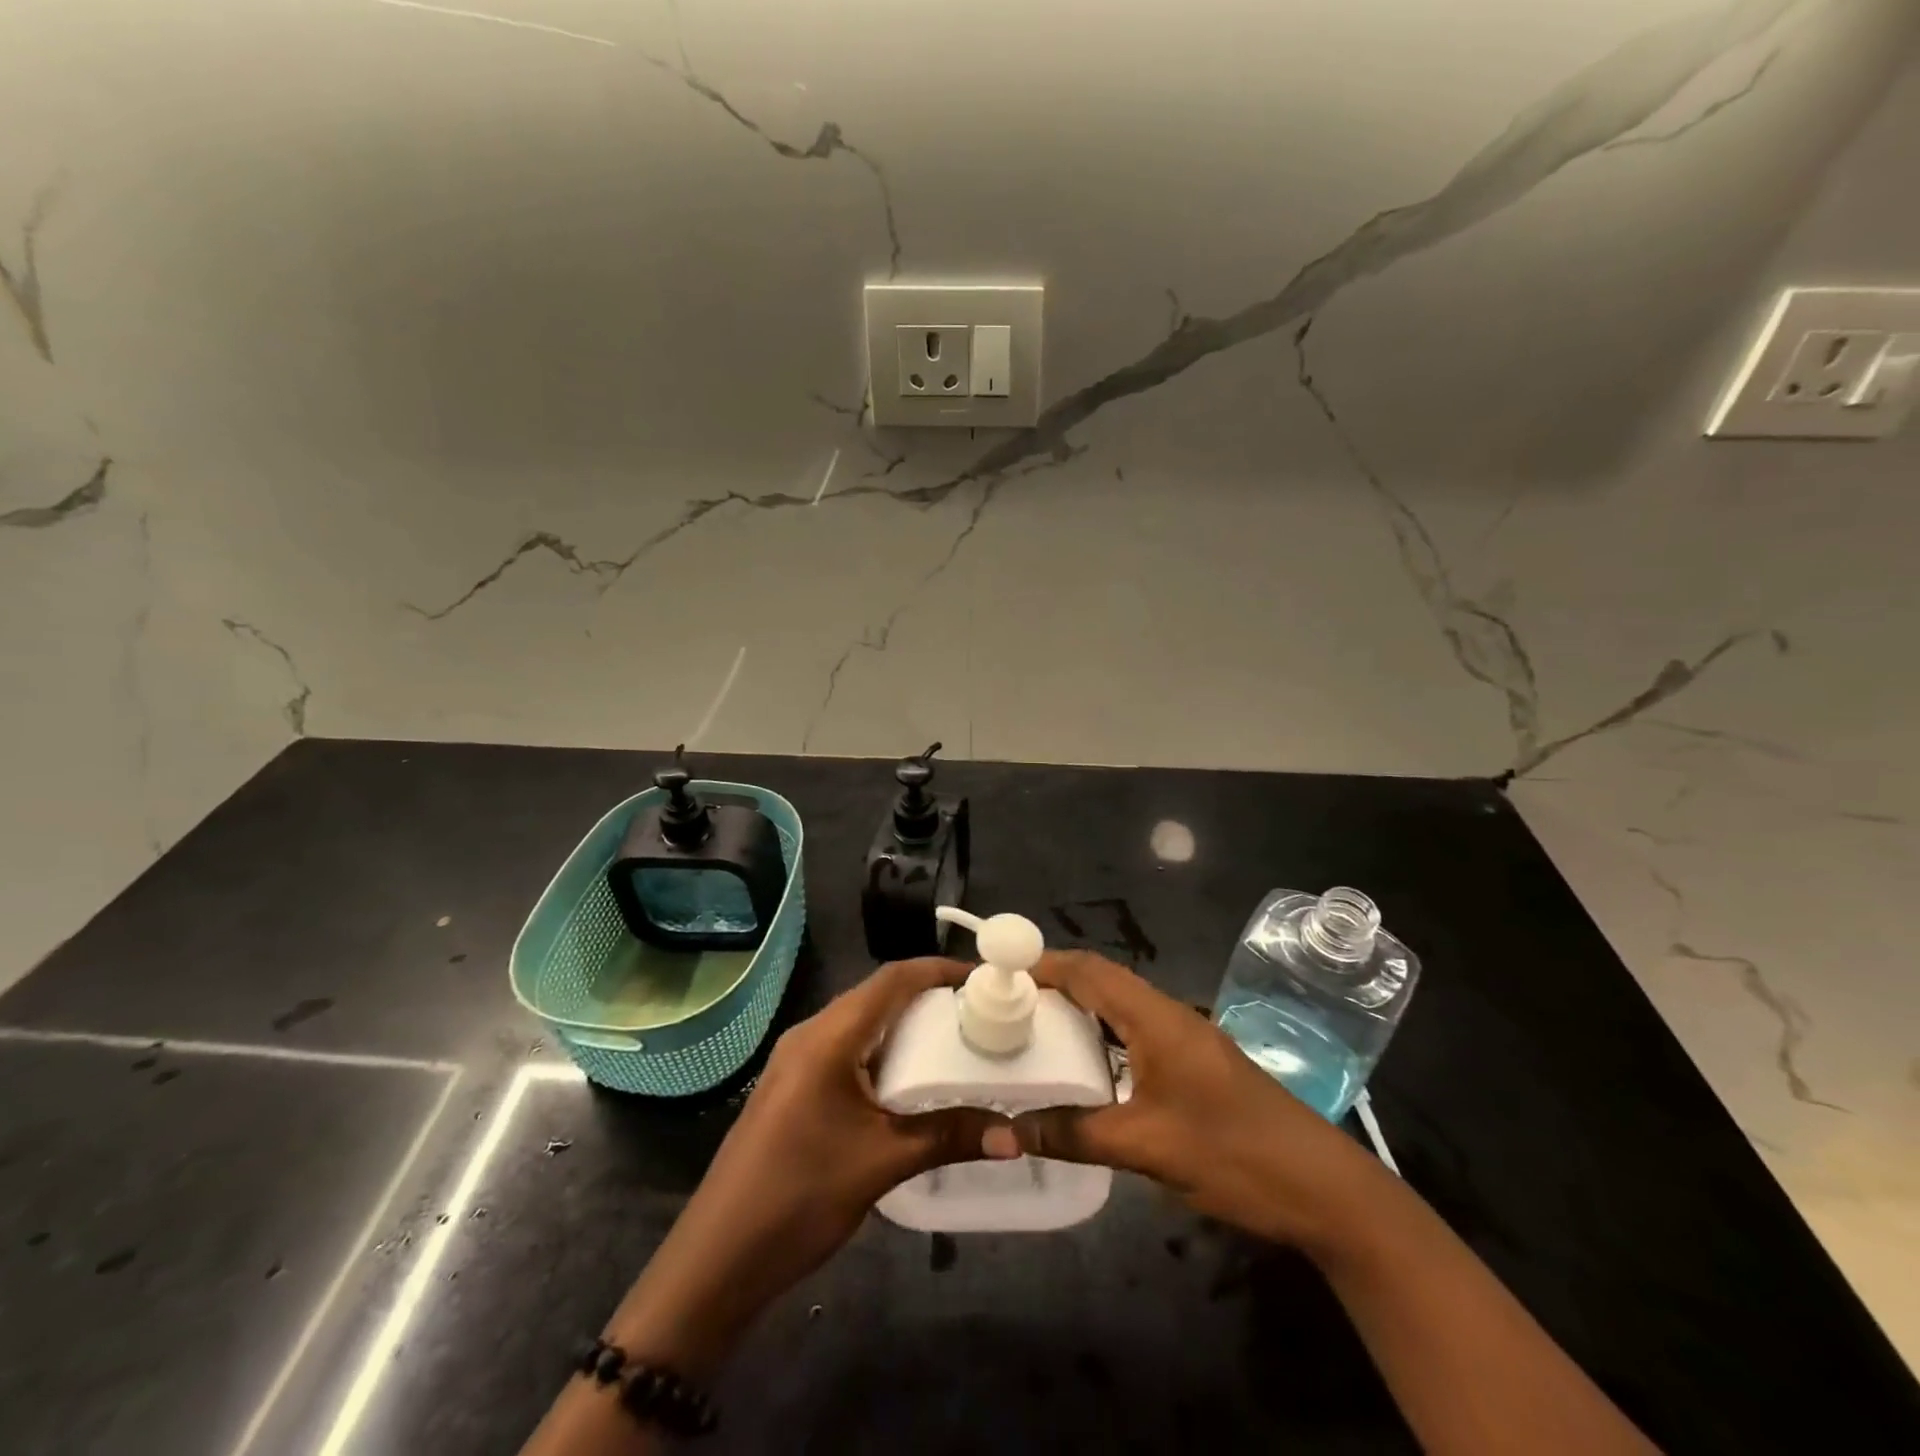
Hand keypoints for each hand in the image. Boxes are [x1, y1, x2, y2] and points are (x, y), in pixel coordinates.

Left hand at [604, 958, 1014, 1374]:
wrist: (717, 1258)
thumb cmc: (799, 1197)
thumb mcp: (882, 1162)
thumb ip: (949, 1136)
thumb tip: (1016, 1135)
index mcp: (828, 1037)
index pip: (892, 979)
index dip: (939, 970)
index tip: (985, 977)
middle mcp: (810, 1034)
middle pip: (877, 995)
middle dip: (928, 996)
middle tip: (979, 1012)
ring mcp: (797, 1061)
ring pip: (861, 1022)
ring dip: (906, 1024)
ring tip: (955, 1040)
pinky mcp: (793, 1087)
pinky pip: (847, 1048)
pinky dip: (884, 1050)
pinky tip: (910, 1080)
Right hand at [1012, 951, 1377, 1251]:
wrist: (1326, 1189)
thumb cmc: (1235, 1154)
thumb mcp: (1148, 1148)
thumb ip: (1074, 1134)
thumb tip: (1004, 1131)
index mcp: (1156, 1018)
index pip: (1089, 971)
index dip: (1042, 964)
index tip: (997, 970)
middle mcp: (1168, 1015)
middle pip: (1100, 982)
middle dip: (1052, 984)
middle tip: (1002, 1004)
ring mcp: (1184, 1039)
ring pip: (1118, 1007)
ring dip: (1076, 1010)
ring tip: (1029, 1030)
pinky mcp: (1193, 1064)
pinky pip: (1134, 1033)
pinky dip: (1100, 1037)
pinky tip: (1080, 1068)